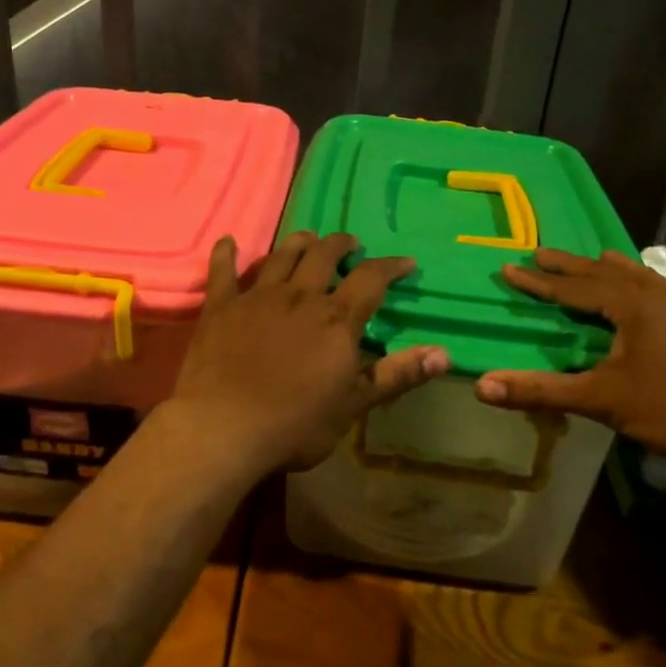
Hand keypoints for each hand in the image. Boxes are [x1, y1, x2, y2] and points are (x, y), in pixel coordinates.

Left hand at [165, 231, 449, 474]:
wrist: (224, 428)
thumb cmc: (295, 424)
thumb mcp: (354, 405)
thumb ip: (397, 375)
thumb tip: (445, 353)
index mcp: (336, 320)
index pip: (371, 279)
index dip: (390, 267)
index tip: (405, 262)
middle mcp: (299, 297)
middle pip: (323, 256)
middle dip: (341, 245)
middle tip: (350, 243)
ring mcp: (257, 298)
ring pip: (281, 256)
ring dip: (298, 243)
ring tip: (308, 238)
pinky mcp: (221, 307)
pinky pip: (223, 272)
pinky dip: (226, 254)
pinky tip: (228, 241)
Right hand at [474, 247, 665, 467]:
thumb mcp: (599, 399)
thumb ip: (540, 391)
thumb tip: (482, 387)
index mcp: (631, 305)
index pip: (574, 289)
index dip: (539, 281)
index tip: (509, 268)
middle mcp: (658, 296)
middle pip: (605, 273)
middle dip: (569, 265)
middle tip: (540, 252)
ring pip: (640, 277)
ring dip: (610, 268)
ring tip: (596, 257)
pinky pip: (662, 290)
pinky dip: (641, 284)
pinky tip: (649, 294)